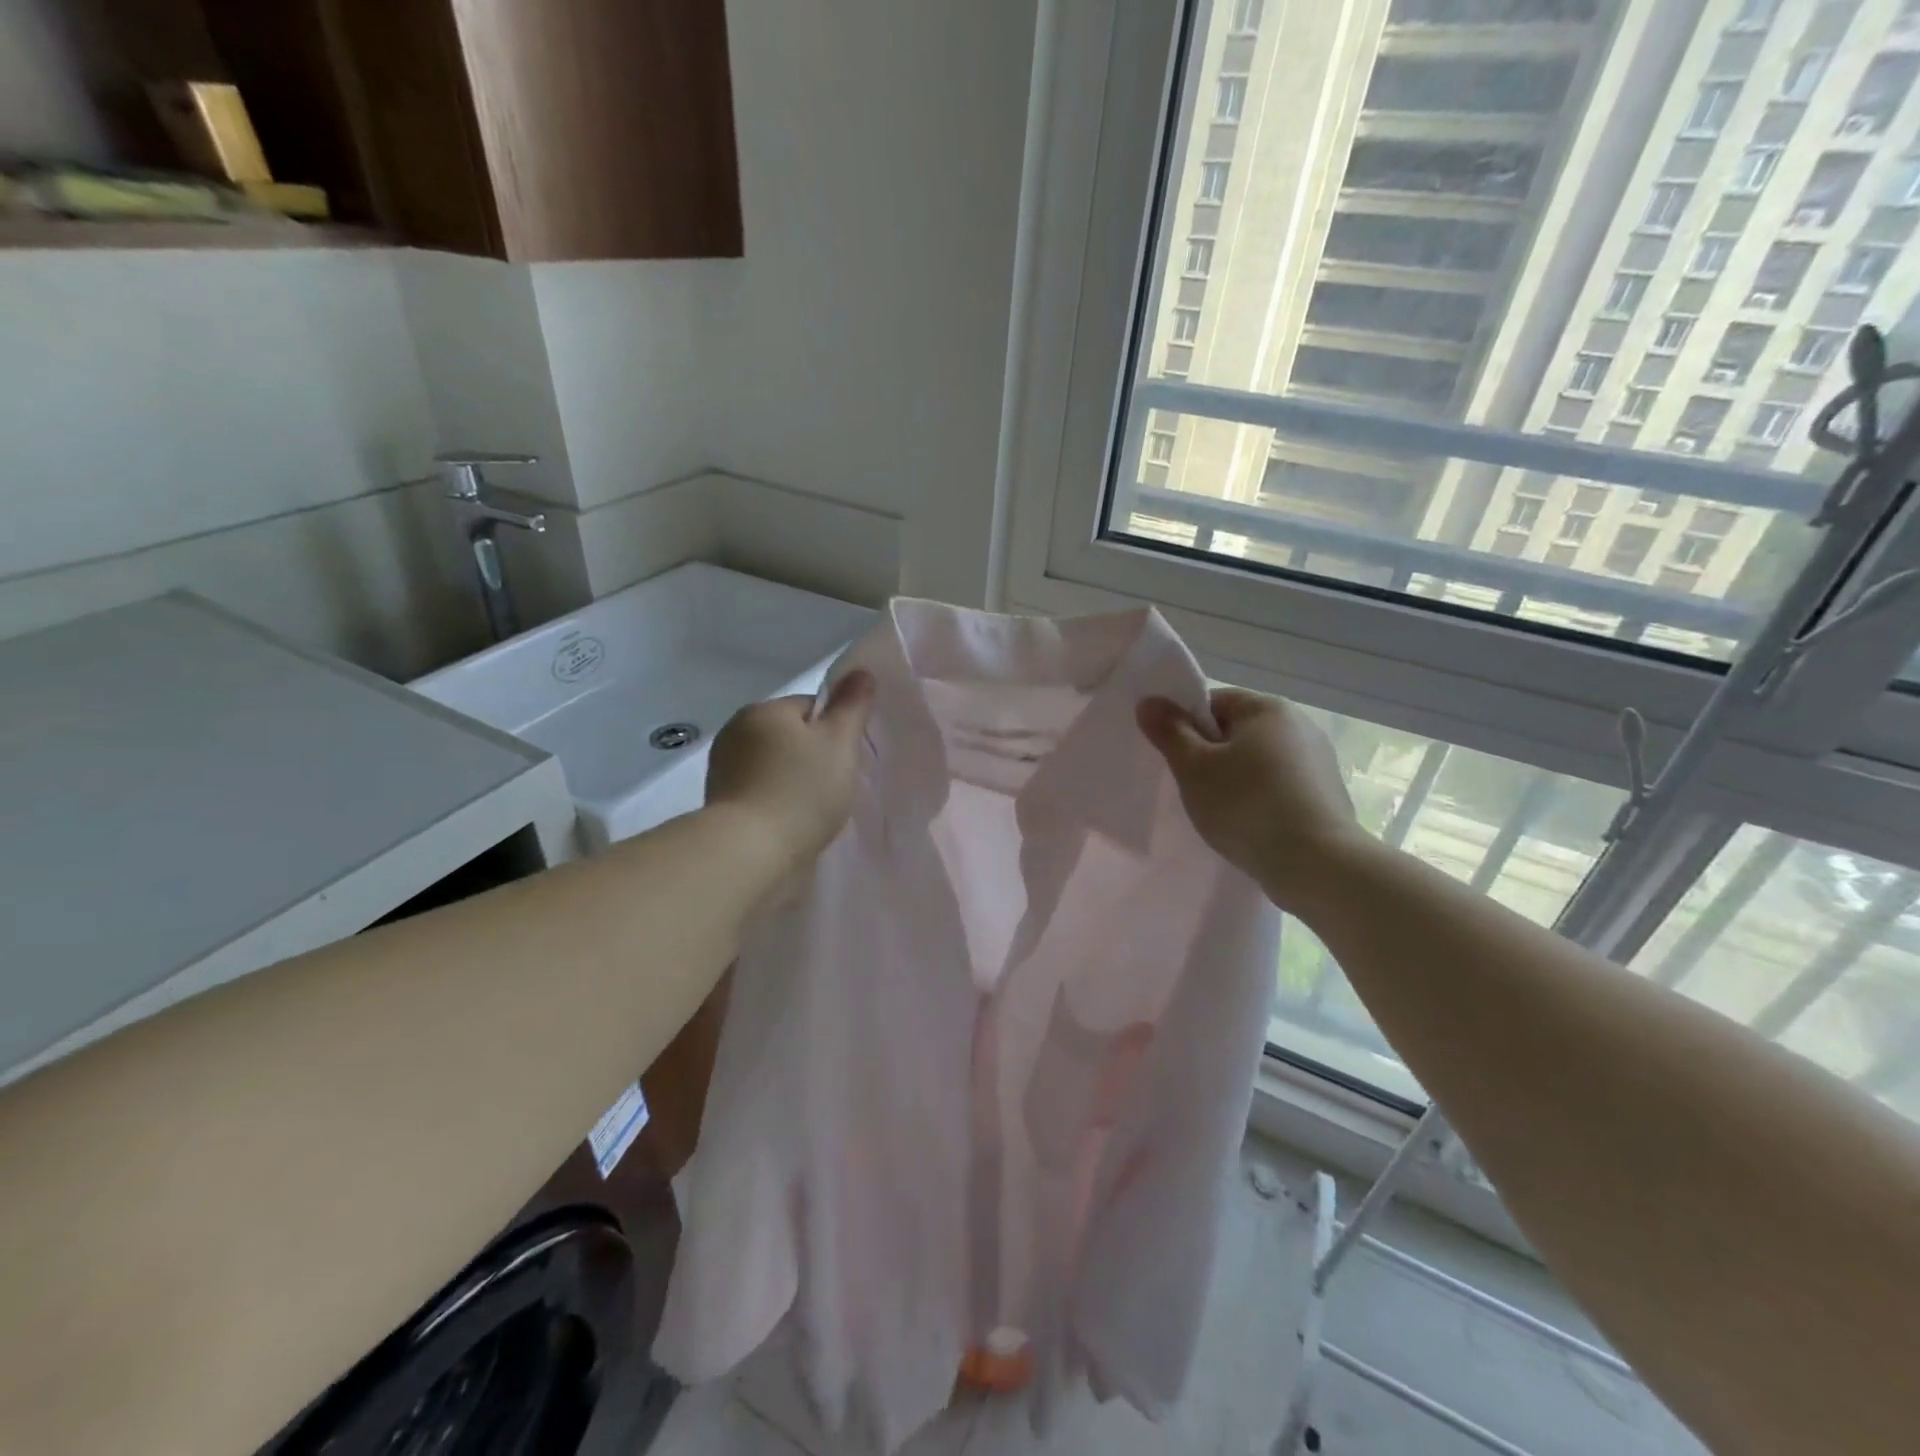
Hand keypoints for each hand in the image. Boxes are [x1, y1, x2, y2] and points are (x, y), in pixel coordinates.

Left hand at [705, 671, 876, 875]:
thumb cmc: (801, 792)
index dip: (835, 732)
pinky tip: (790, 824)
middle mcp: (736, 731)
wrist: (749, 854)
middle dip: (812, 758)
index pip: (810, 708)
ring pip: (774, 766)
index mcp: (763, 710)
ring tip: (812, 811)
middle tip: (833, 788)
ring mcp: (722, 768)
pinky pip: (759, 792)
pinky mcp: (720, 803)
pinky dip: (776, 803)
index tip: (844, 762)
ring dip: (793, 782)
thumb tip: (862, 672)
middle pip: (790, 736)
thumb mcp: (840, 744)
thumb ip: (852, 706)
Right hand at [1137, 687, 1361, 910]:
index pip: (1214, 702)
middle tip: (1193, 788)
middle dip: (1211, 756)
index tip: (1177, 759)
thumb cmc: (1246, 806)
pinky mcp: (1327, 795)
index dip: (1187, 727)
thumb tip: (1148, 701)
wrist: (1316, 864)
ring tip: (1221, 812)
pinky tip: (1251, 826)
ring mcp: (1319, 761)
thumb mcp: (1194, 768)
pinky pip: (1281, 787)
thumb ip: (1169, 731)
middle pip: (1237, 731)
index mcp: (1268, 708)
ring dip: (1237, 780)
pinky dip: (1261, 800)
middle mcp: (1301, 725)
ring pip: (1259, 762)